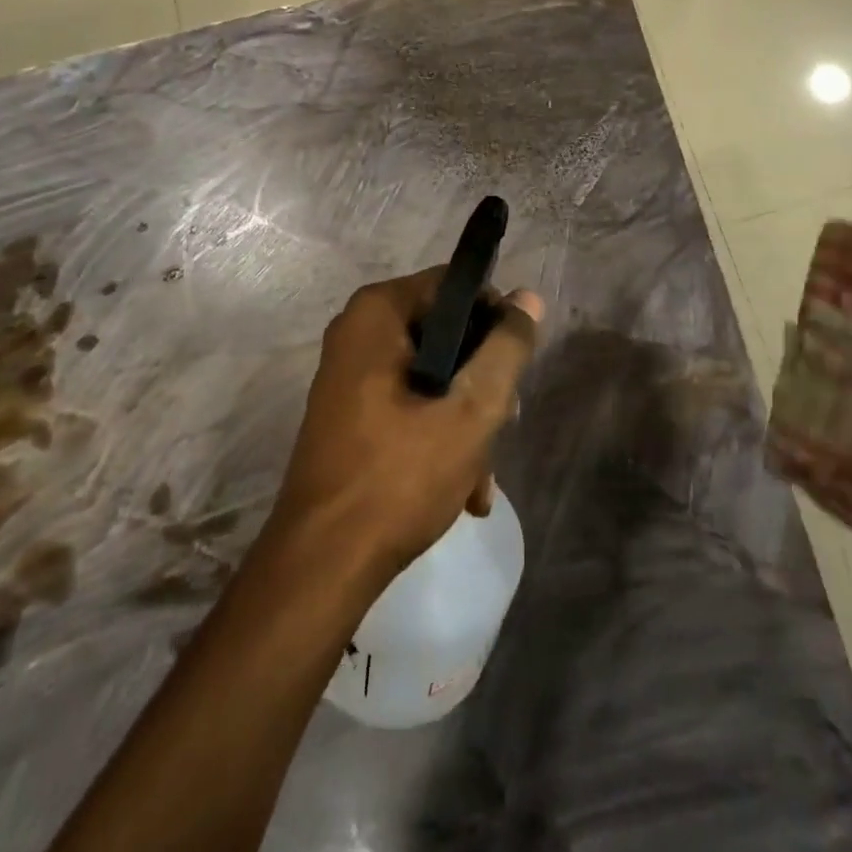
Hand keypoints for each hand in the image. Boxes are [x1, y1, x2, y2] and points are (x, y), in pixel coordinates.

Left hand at [270, 268, 542, 581]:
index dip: (495, 320)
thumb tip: (528, 297)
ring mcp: (349, 373)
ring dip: (464, 419)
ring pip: (432, 374)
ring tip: (481, 478)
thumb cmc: (399, 477)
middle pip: (446, 333)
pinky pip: (408, 402)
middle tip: (501, 427)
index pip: (455, 286)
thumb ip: (506, 349)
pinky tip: (463, 489)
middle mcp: (358, 331)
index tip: (514, 369)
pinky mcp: (349, 410)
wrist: (322, 565)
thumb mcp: (470, 411)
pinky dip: (437, 435)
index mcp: (378, 313)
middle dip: (480, 384)